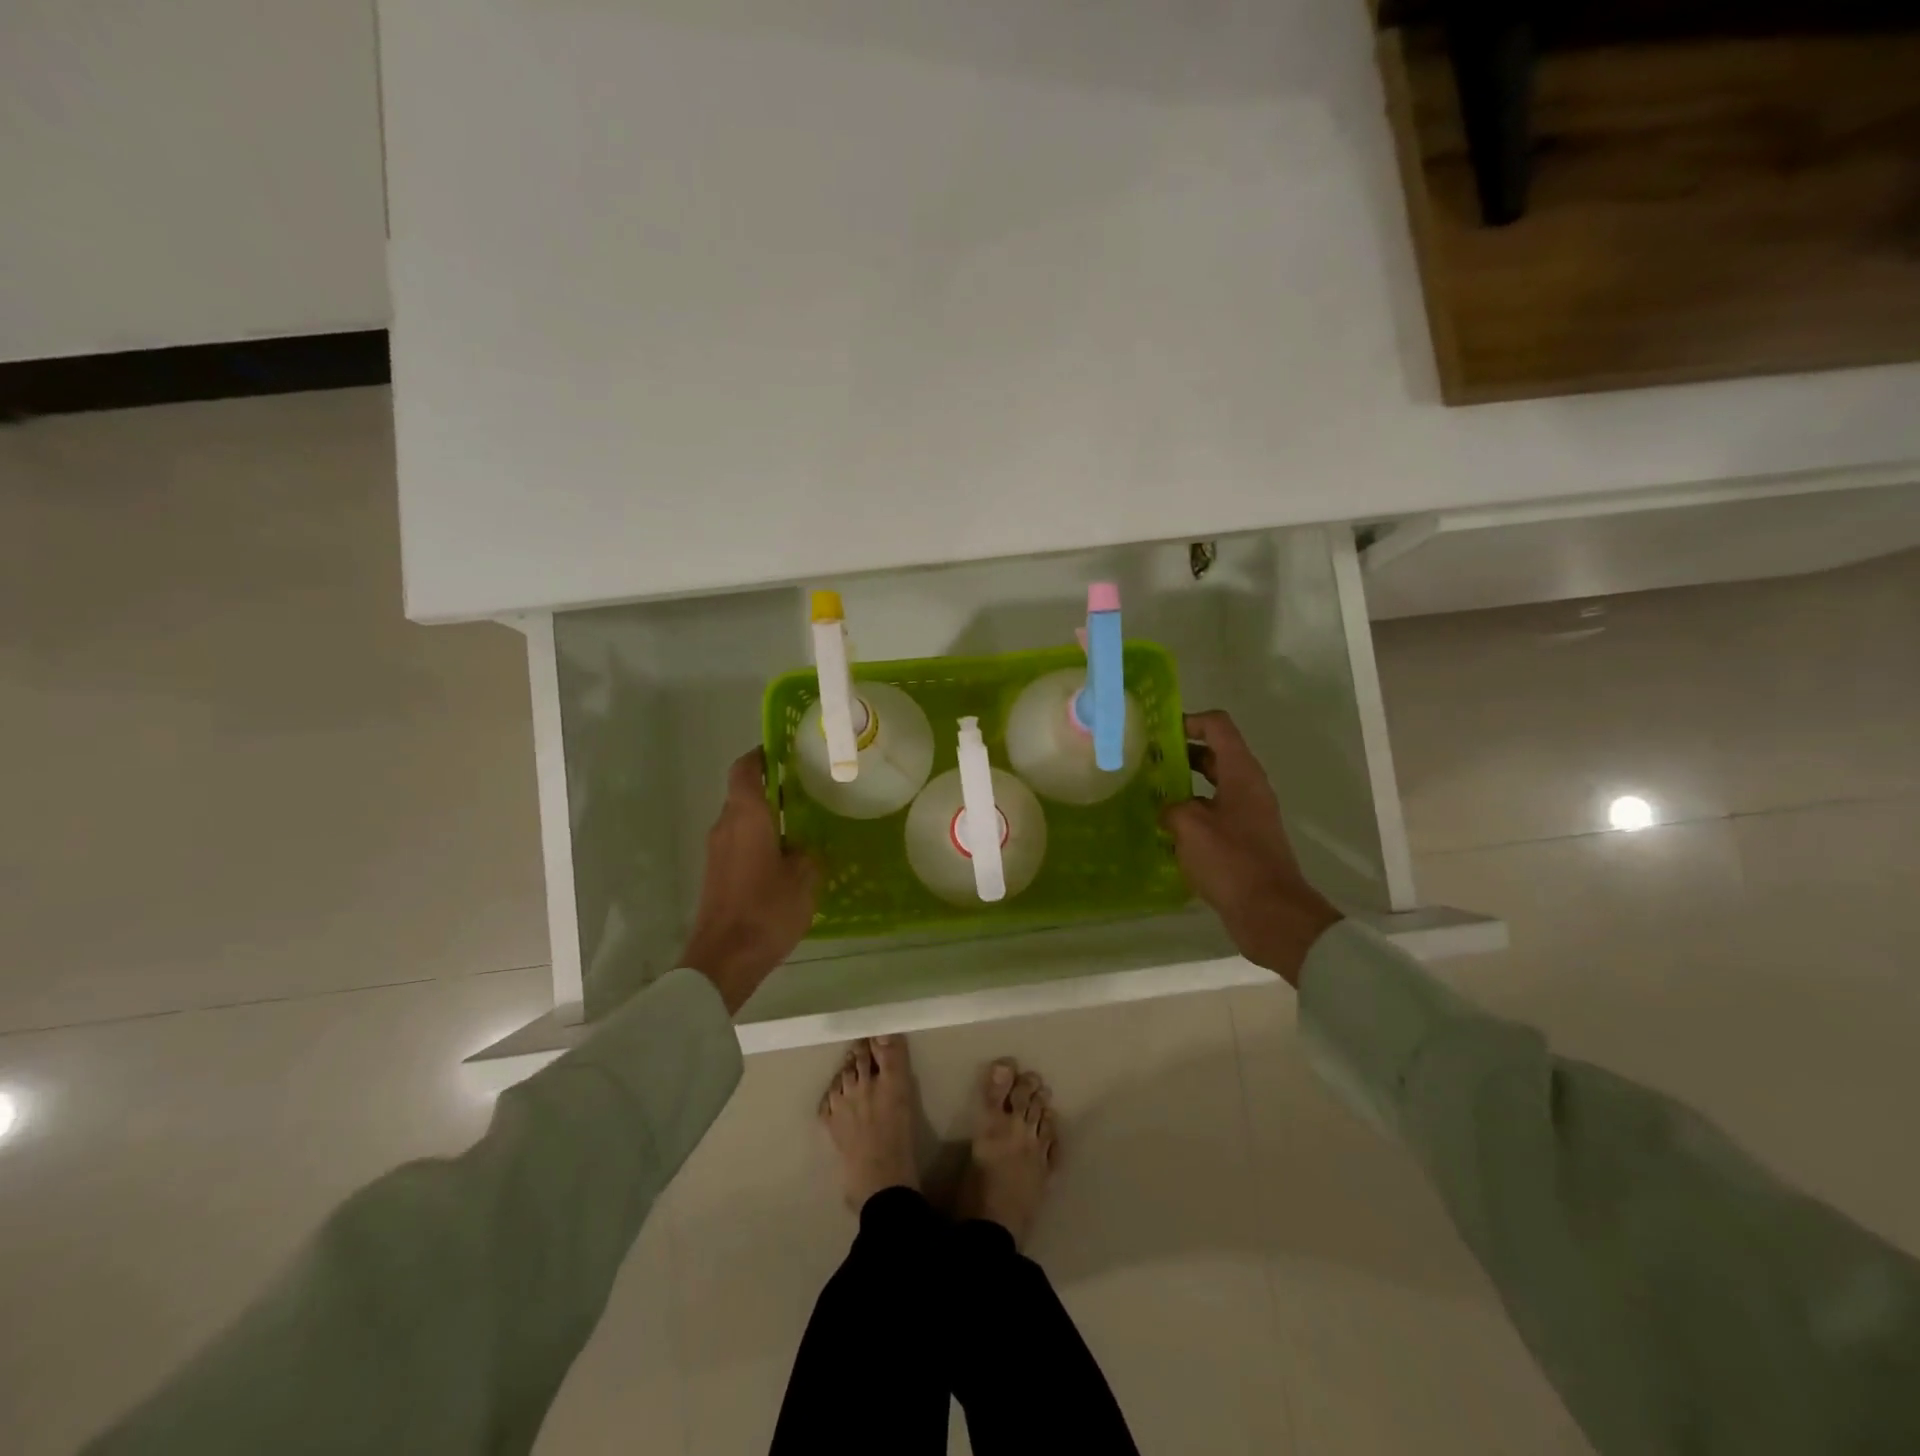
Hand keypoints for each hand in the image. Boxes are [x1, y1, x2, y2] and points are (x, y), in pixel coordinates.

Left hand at [680, 749, 819, 1012]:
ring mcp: (717, 851)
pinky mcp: (717, 874)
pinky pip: (739, 843)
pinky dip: (760, 840)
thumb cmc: (767, 909)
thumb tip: (804, 846)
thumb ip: (808, 853)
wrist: (724, 959)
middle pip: (744, 793)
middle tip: (808, 789)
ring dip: (766, 817)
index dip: (762, 755)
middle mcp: (726, 825)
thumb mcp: (805, 878)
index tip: (784, 751)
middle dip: (772, 788)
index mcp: (746, 816)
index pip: (746, 769)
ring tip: (802, 824)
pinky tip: (786, 857)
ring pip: (742, 820)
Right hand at [1159, 711, 1341, 985]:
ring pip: (1212, 784)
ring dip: (1183, 783)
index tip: (1157, 733)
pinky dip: (1191, 811)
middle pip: (1214, 753)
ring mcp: (1248, 814)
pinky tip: (1165, 827)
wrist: (1270, 913)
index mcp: (1242, 773)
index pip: (1217, 726)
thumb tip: (1167, 809)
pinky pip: (1214, 812)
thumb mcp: (1190, 826)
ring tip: (1149, 792)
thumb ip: (1172, 807)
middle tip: (1145, 761)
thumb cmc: (1231, 861)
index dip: (1188, 721)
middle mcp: (1248, 787)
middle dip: (1180, 752)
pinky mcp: (1244, 840)